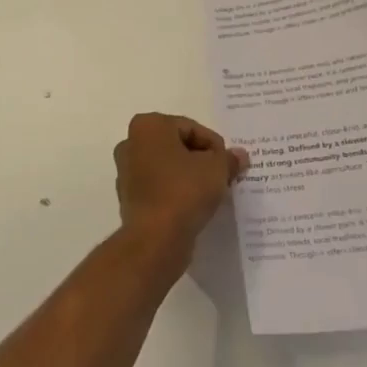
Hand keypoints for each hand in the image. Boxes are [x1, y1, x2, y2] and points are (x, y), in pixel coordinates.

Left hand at [113, 113, 248, 261]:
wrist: (156, 239)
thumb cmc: (184, 191)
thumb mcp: (217, 169)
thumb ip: (228, 158)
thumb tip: (240, 155)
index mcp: (149, 126)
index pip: (192, 128)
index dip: (214, 146)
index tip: (227, 164)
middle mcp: (131, 143)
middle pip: (177, 146)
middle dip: (200, 159)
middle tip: (221, 176)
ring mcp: (127, 172)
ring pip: (168, 167)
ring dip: (188, 176)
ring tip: (210, 193)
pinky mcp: (129, 199)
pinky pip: (159, 188)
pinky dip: (175, 192)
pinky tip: (193, 206)